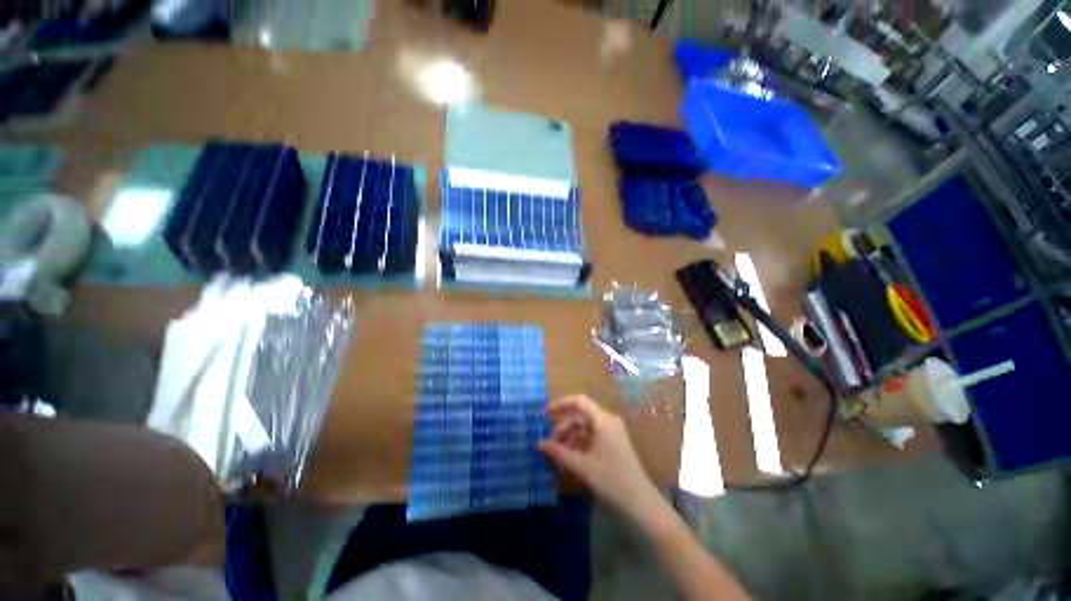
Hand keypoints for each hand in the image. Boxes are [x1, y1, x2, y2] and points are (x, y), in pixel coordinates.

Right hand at [539, 394, 659, 519]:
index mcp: (603, 420)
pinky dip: (578, 444)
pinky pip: (591, 437)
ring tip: (556, 454)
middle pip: (580, 416)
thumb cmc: (611, 480)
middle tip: (548, 443)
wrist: (640, 503)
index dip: (561, 404)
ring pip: (584, 428)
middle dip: (563, 427)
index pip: (579, 401)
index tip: (545, 413)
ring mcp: (611, 432)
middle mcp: (607, 421)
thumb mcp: (582, 466)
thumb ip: (559, 452)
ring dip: (569, 438)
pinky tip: (569, 458)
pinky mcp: (612, 444)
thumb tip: (538, 444)